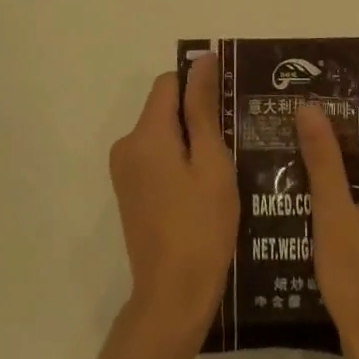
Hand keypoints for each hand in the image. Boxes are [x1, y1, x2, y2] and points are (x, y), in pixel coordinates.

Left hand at [109, 54, 238, 347]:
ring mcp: (125, 171)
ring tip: (226, 164)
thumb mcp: (212, 162)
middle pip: (164, 107)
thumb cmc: (201, 227)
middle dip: (197, 115)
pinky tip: (206, 185)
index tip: (229, 104)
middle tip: (234, 138)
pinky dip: (179, 160)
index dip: (199, 85)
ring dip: (191, 140)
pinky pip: (156, 157)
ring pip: (162, 133)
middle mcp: (127, 145)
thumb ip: (203, 108)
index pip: (169, 83)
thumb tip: (202, 61)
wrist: (173, 297)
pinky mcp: (129, 192)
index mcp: (146, 134)